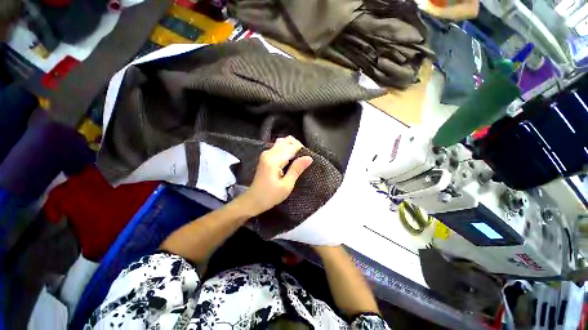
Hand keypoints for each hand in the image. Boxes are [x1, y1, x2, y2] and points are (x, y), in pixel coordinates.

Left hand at [240, 136, 312, 214]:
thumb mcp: (286, 185)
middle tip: (302, 161)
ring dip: (292, 149)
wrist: (253, 200)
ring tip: (296, 161)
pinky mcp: (266, 156)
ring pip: (283, 142)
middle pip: (287, 140)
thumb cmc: (270, 196)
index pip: (292, 146)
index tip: (306, 162)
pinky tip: (289, 161)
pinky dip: (287, 151)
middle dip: (297, 148)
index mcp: (273, 159)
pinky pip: (279, 147)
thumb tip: (309, 157)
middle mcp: (269, 152)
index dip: (302, 151)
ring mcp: (266, 153)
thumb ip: (297, 169)